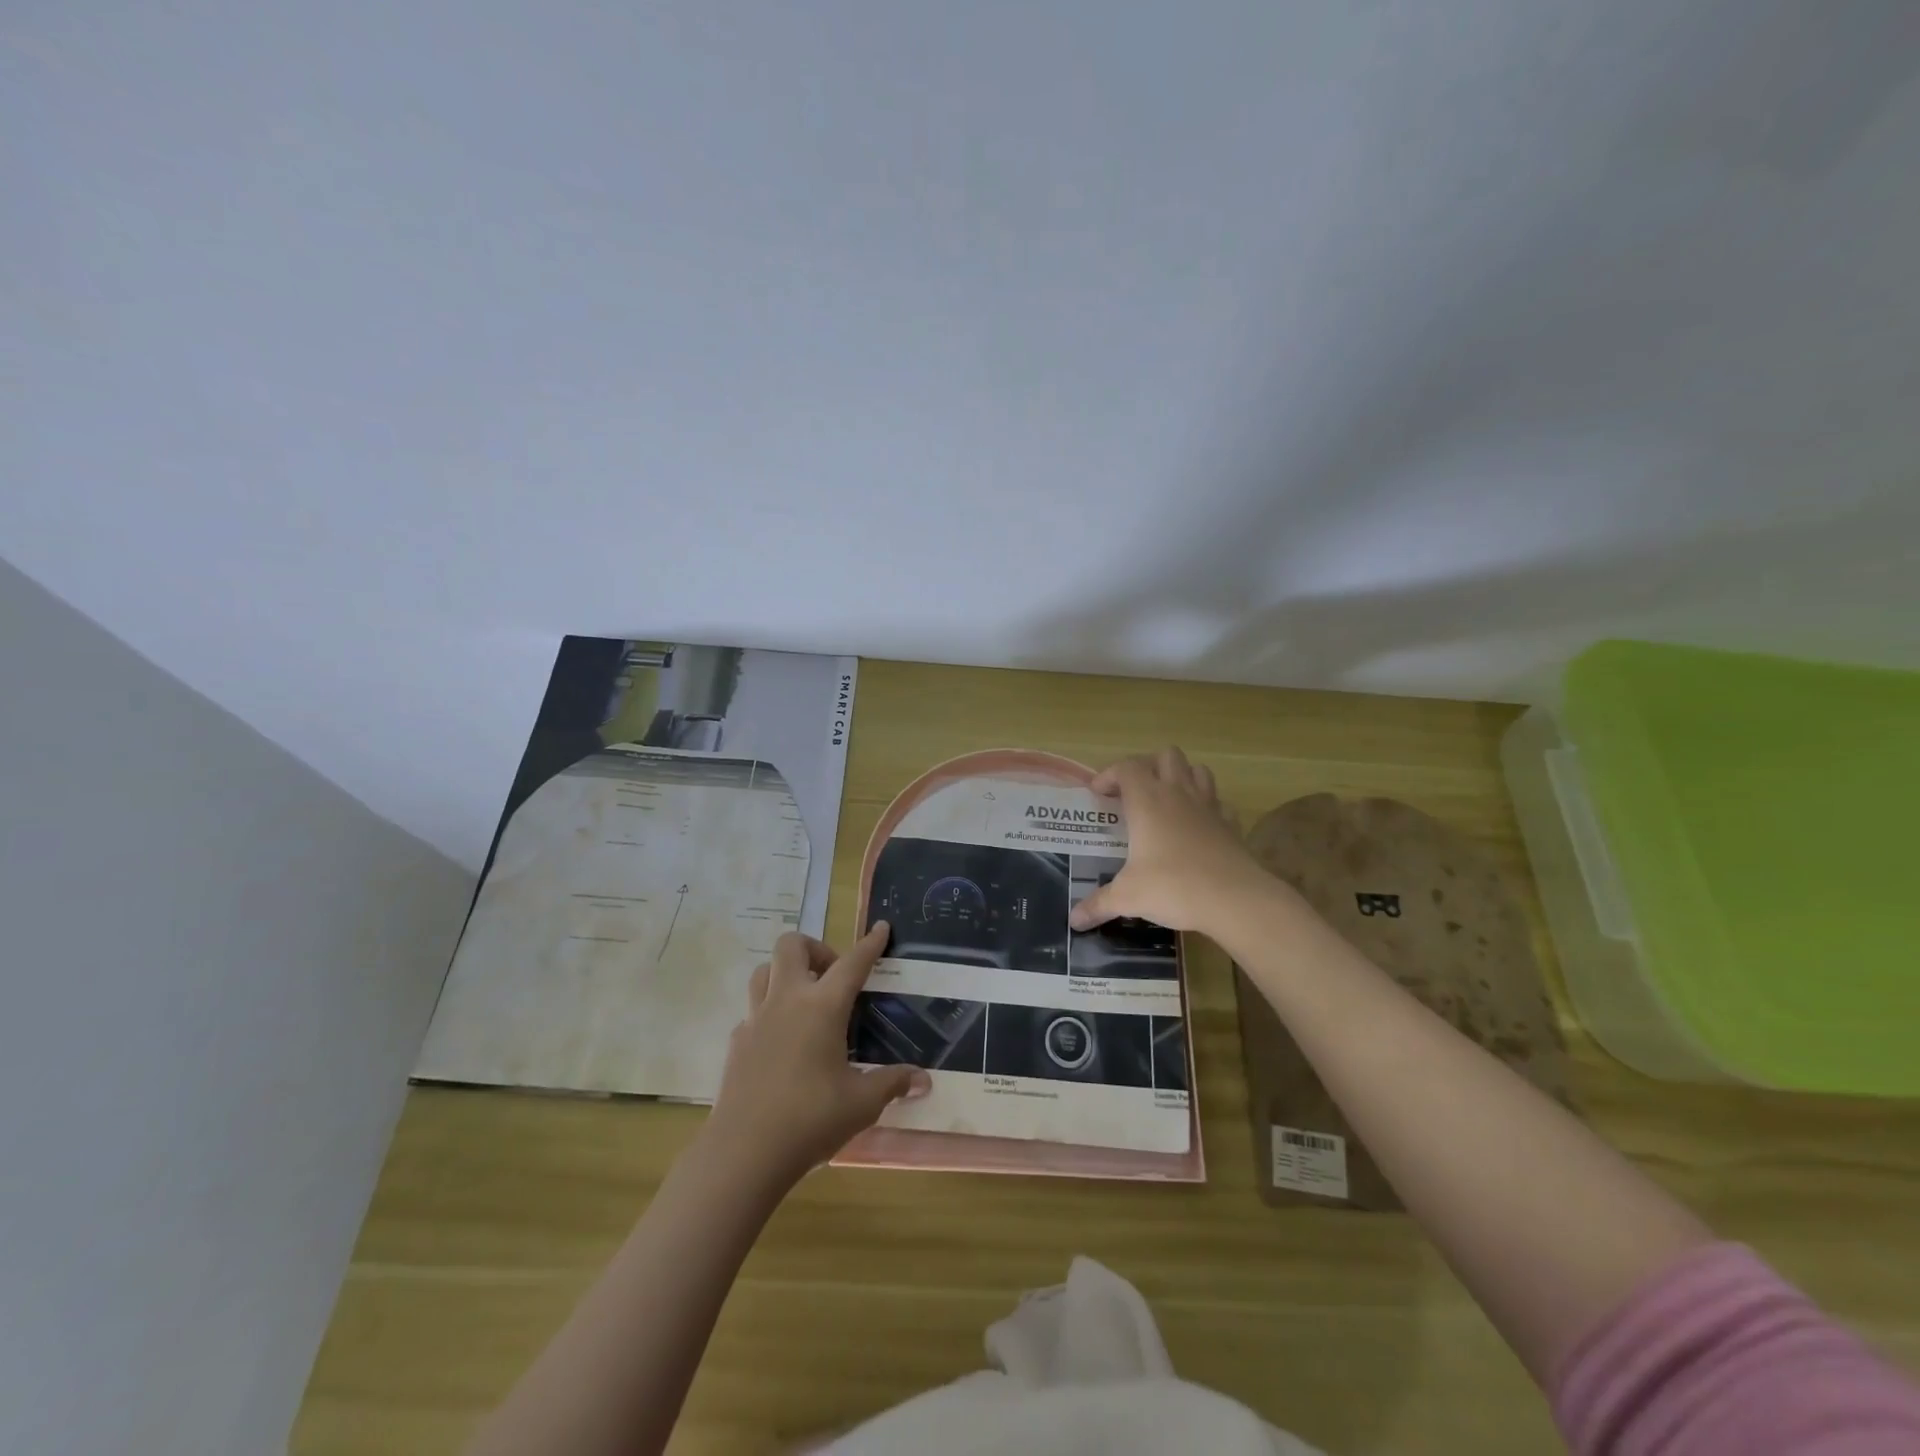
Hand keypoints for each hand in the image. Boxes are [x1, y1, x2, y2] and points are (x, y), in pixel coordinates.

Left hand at [704, 924, 929, 1187]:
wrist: (744, 1152)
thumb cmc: (811, 1119)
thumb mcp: (862, 1103)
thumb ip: (892, 1083)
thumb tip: (923, 1080)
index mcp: (823, 1007)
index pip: (853, 963)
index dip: (870, 944)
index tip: (881, 927)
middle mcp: (787, 1001)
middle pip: (792, 945)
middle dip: (816, 948)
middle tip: (833, 976)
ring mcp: (756, 1019)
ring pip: (765, 970)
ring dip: (786, 973)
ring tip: (806, 1000)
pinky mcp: (737, 1042)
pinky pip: (753, 1010)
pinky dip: (770, 1012)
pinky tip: (783, 1042)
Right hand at [1070, 746, 1270, 936]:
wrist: (1235, 899)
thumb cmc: (1174, 887)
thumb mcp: (1128, 897)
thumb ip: (1099, 905)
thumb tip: (1074, 921)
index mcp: (1147, 801)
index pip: (1126, 767)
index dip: (1109, 774)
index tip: (1098, 794)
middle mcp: (1178, 793)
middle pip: (1166, 755)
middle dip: (1148, 766)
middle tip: (1134, 791)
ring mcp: (1209, 805)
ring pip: (1197, 769)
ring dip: (1181, 776)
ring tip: (1167, 799)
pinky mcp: (1231, 823)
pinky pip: (1219, 801)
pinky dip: (1207, 805)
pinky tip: (1198, 825)